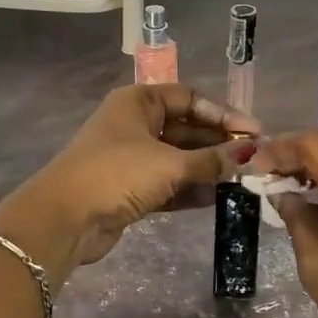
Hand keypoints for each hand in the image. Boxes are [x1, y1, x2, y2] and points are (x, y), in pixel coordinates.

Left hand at [0, 85, 258, 274]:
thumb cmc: (117, 174)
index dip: (223, 113)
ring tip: (243, 180)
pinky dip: (191, 188)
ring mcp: (131, 158)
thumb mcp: (170, 164)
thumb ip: (211, 160)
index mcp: (139, 102)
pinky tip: (219, 198)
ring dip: (208, 168)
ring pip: (179, 157)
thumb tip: (250, 156)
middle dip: (218, 143)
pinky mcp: (130, 188)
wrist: (64, 219)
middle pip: (186, 128)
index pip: (190, 98)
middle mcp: (135, 124)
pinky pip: (169, 182)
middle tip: (254, 159)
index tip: (254, 133)